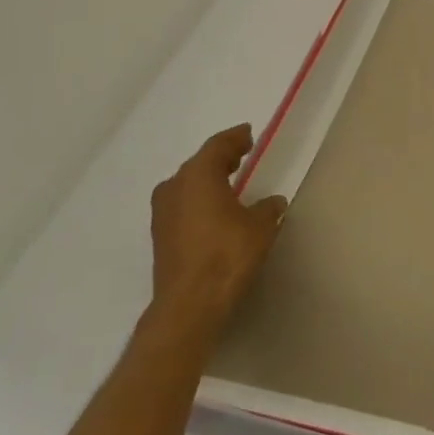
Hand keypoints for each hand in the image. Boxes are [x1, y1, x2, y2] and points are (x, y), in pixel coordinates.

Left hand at [147, 124, 286, 346]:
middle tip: (241, 154)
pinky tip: (215, 208)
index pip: (217, 146)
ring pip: (187, 185)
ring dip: (207, 179)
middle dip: (220, 157)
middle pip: (198, 164)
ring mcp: (163, 213)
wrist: (191, 301)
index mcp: (198, 176)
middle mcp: (174, 188)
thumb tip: (272, 202)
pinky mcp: (161, 235)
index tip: (248, 133)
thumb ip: (268, 207)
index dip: (234, 138)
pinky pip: (183, 204)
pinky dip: (199, 198)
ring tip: (230, 180)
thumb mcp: (261, 225)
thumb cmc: (229, 253)